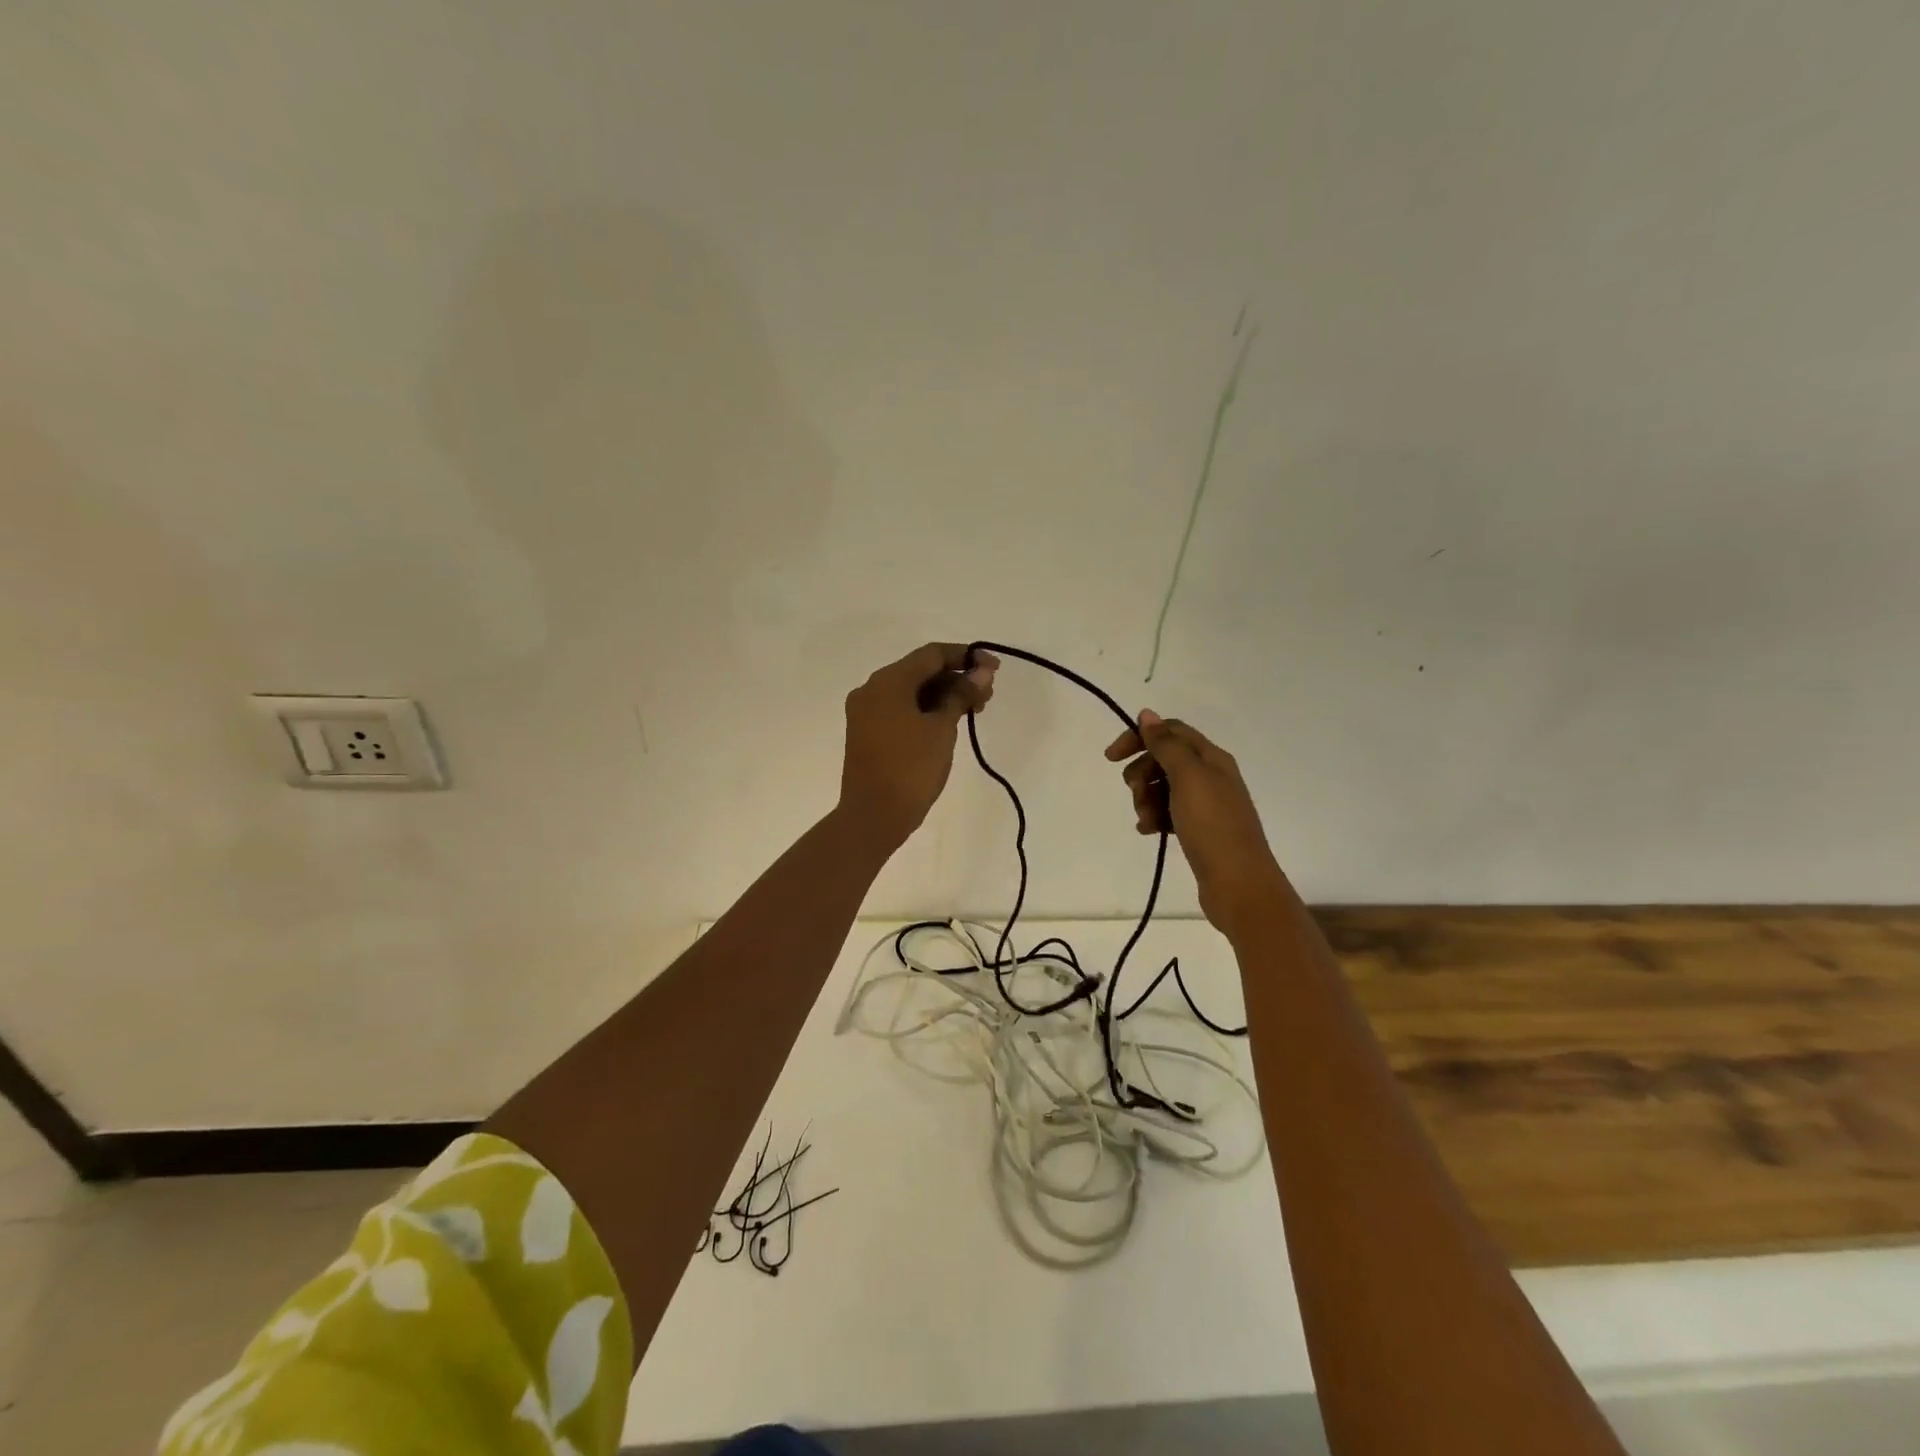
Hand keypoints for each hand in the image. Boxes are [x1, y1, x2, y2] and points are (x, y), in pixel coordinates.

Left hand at [838, 643, 997, 852]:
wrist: (873, 817)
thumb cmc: (911, 769)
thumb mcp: (942, 728)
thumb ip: (962, 695)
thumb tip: (982, 672)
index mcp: (887, 681)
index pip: (932, 654)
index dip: (966, 656)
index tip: (994, 670)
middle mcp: (872, 689)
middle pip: (920, 671)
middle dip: (956, 678)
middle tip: (987, 696)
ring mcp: (866, 712)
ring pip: (911, 691)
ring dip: (943, 695)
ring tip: (974, 711)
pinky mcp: (867, 733)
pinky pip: (901, 709)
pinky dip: (926, 710)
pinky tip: (949, 722)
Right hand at [1106, 710, 1286, 933]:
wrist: (1239, 884)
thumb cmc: (1212, 826)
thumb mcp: (1188, 778)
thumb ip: (1167, 745)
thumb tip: (1148, 714)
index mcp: (1211, 758)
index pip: (1170, 732)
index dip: (1140, 738)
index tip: (1111, 757)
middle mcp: (1211, 776)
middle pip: (1164, 759)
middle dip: (1142, 772)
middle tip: (1135, 793)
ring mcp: (1206, 804)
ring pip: (1163, 787)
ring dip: (1146, 798)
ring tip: (1145, 820)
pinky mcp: (1200, 830)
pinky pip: (1168, 813)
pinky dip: (1155, 817)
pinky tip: (1149, 831)